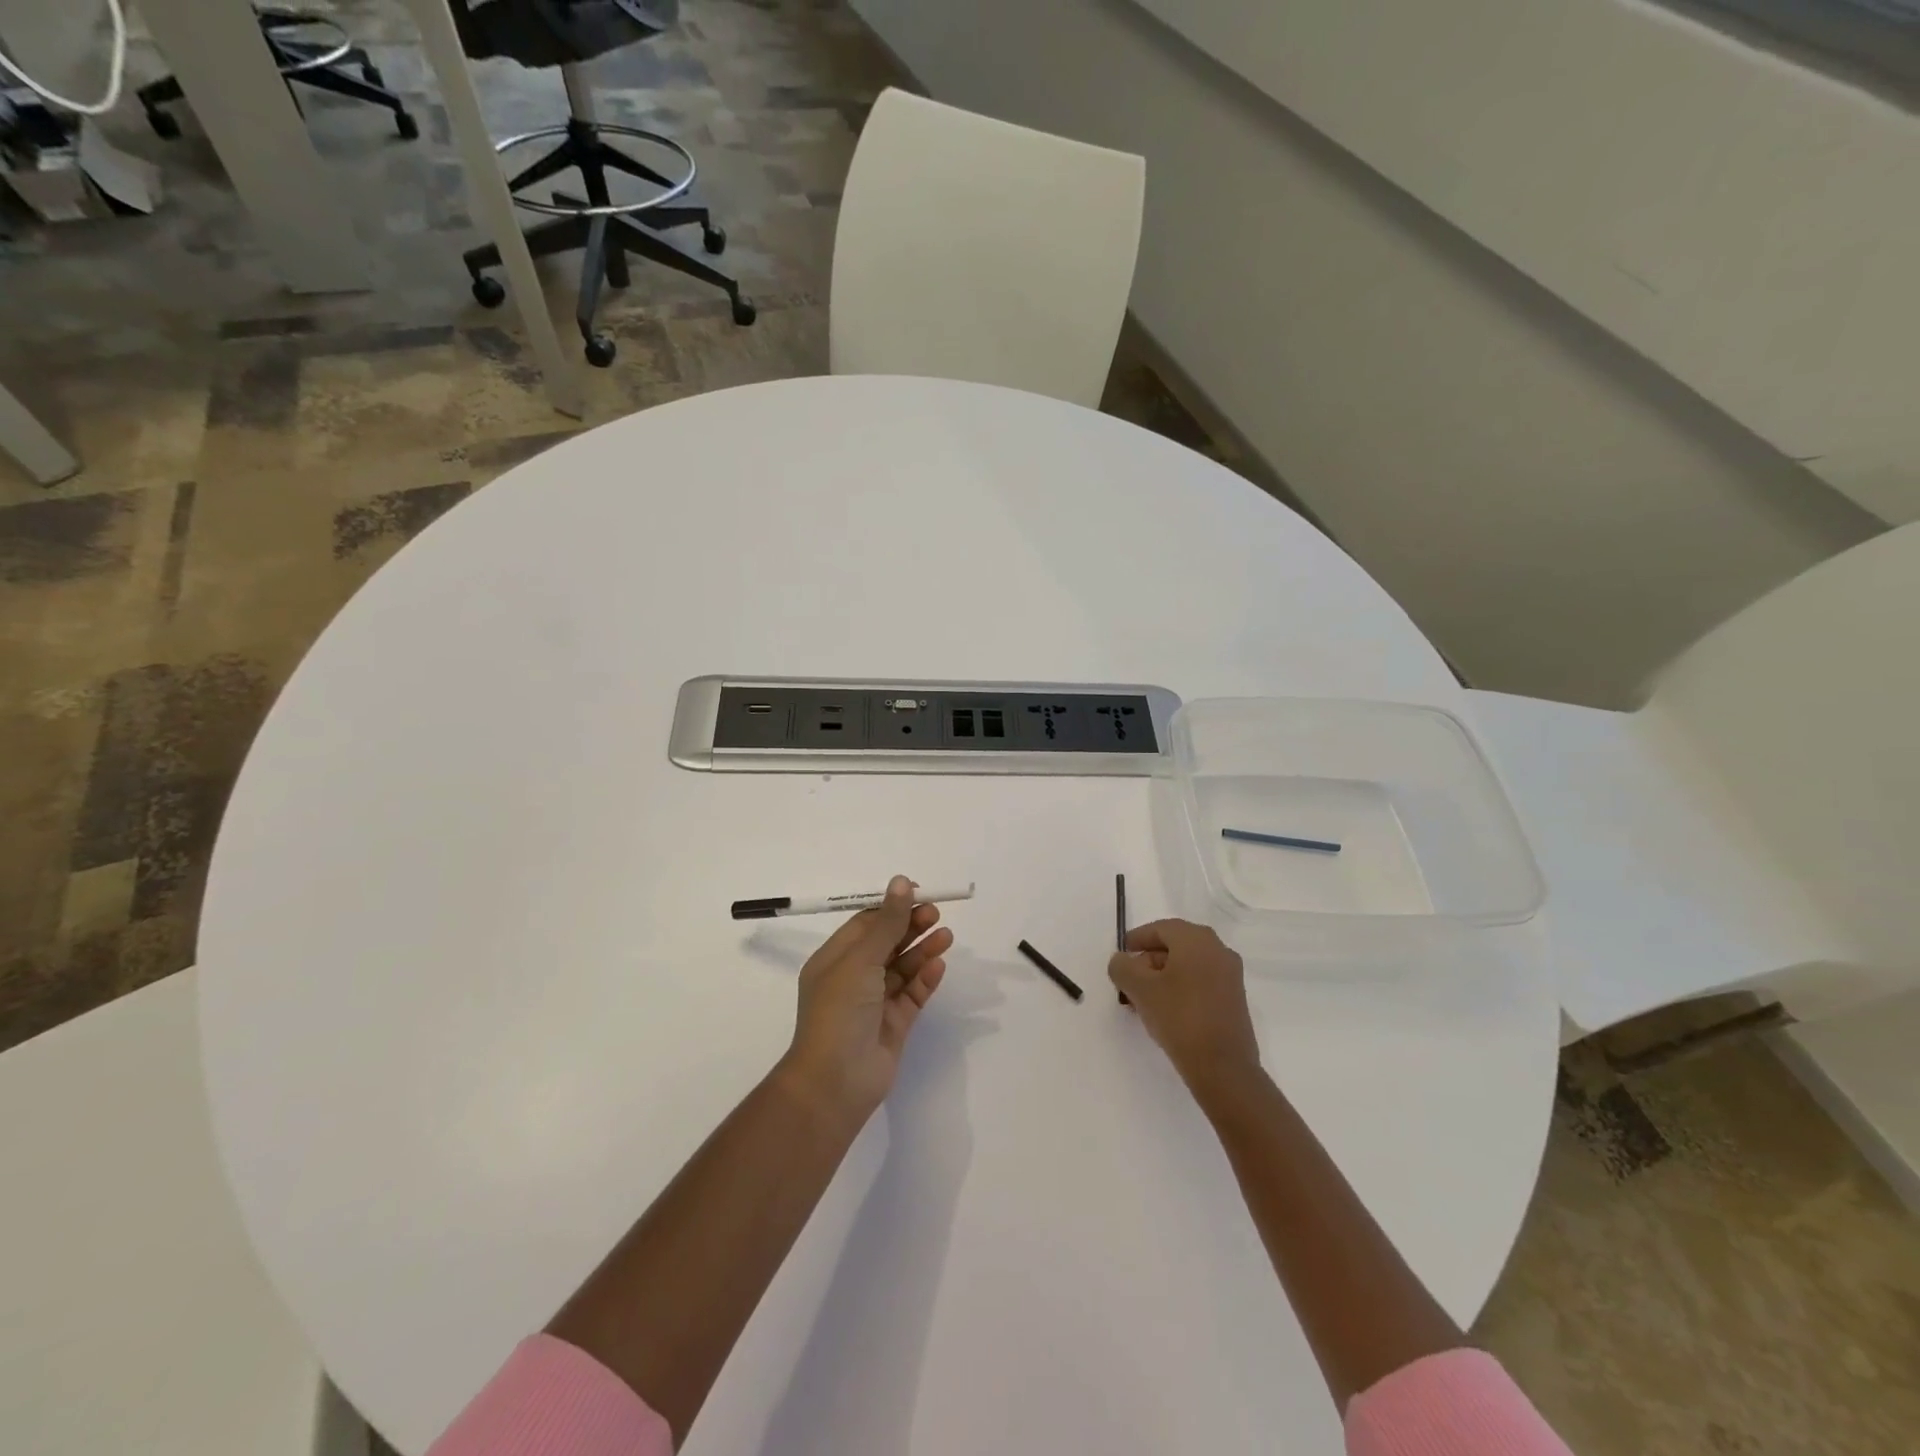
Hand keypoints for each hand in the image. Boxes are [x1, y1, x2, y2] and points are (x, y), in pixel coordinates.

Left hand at [780, 876, 953, 1124]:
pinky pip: (912, 994)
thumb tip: (901, 881)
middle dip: (911, 926)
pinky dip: (926, 979)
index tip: (917, 893)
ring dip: (923, 950)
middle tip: (936, 913)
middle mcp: (854, 978)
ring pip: (903, 968)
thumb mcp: (861, 960)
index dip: (891, 907)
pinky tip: (939, 966)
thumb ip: (886, 922)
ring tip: (946, 937)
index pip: (865, 923)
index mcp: (835, 959)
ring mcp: (875, 1002)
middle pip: (887, 942)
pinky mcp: (894, 1024)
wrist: (835, 1082)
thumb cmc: (839, 1011)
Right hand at [1110, 920, 1261, 1100]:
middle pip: (1175, 945)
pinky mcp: (1235, 999)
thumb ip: (1122, 967)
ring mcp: (1230, 975)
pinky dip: (1181, 988)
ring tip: (1143, 999)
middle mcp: (1218, 949)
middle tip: (1129, 981)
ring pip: (1188, 965)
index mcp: (1196, 939)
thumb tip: (1122, 960)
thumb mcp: (1139, 989)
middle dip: (1148, 960)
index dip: (1137, 939)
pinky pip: (1201, 981)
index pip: (1160, 929)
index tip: (1121, 956)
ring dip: (1163, 976)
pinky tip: (1166, 1010)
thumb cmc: (1179, 1017)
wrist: (1223, 1067)